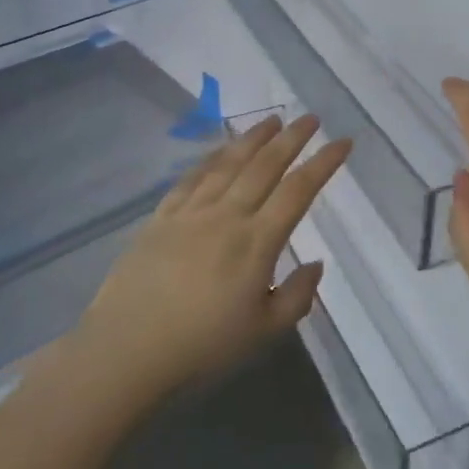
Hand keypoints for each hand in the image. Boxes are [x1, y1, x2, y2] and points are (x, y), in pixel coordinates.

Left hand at [75, 114, 350, 403]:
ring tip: (270, 120)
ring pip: (227, 163)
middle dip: (291, 138)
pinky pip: (191, 178)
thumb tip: (316, 264)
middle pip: (264, 166)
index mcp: (256, 242)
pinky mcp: (160, 218)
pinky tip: (219, 150)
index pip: (298, 191)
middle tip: (310, 117)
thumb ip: (296, 297)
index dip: (323, 163)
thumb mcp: (263, 333)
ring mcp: (190, 213)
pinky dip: (210, 158)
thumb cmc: (202, 348)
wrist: (126, 351)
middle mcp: (226, 216)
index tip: (342, 141)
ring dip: (252, 138)